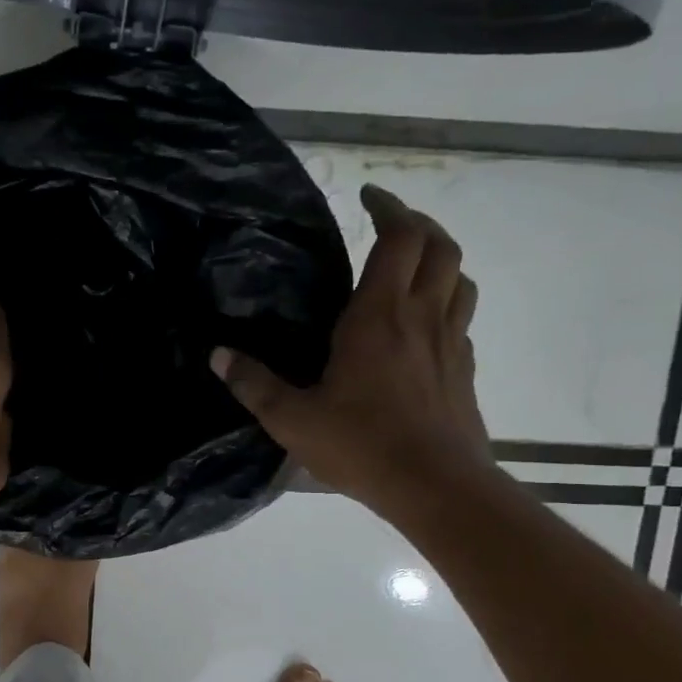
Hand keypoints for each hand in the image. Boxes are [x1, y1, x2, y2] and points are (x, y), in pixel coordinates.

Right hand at [212, 184, 494, 519]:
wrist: (436, 486)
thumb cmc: (362, 446)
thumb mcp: (292, 419)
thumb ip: (253, 384)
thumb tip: (216, 354)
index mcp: (379, 316)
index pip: (399, 238)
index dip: (389, 207)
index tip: (368, 196)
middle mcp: (422, 317)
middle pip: (441, 247)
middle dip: (418, 224)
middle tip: (389, 223)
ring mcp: (451, 343)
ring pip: (460, 279)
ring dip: (440, 260)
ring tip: (411, 267)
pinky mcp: (464, 371)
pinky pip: (461, 319)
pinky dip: (446, 304)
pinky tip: (422, 327)